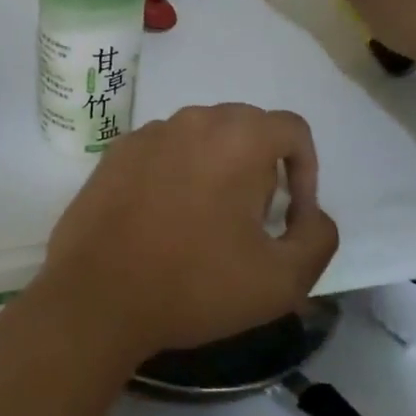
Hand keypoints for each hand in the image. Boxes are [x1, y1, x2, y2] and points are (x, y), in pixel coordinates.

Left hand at [39, 105, 338, 362]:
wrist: (97, 294)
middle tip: (250, 220)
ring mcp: (149, 132)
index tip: (291, 213)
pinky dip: (176, 171)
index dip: (305, 169)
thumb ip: (318, 237)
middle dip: (260, 166)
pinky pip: (164, 149)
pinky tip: (163, 217)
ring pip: (201, 136)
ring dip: (217, 167)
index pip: (291, 128)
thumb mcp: (282, 280)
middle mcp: (192, 120)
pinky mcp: (116, 150)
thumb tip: (310, 213)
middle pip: (245, 127)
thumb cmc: (195, 284)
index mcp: (237, 138)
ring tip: (205, 221)